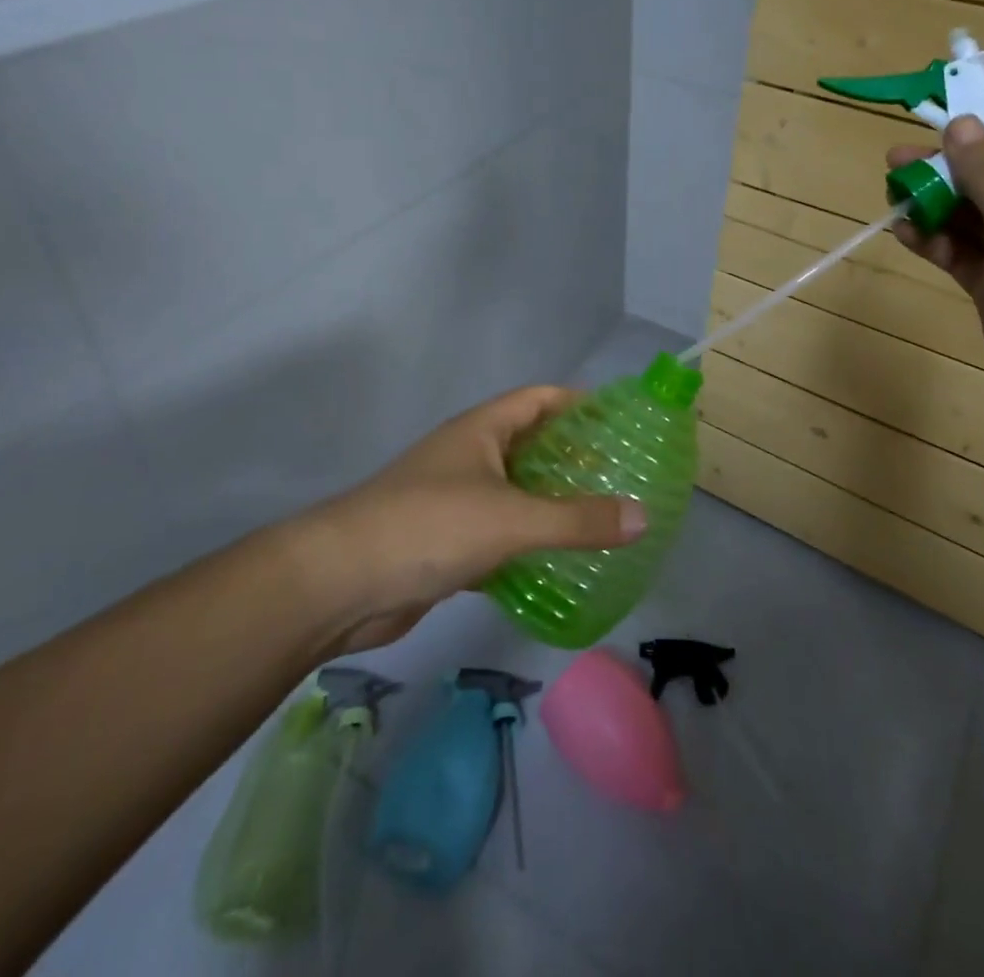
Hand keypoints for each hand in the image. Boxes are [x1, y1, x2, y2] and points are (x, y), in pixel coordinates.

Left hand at [292, 385, 644, 649]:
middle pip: (530, 445)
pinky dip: (527, 543)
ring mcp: (455, 499)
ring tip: (602, 516)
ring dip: (551, 502)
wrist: (339, 584)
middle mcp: (469, 456)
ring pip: (515, 493)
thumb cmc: (428, 527)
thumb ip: (578, 519)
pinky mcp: (445, 543)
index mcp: (481, 430)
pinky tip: (559, 562)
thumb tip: (644, 518)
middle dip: (573, 457)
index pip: (539, 399)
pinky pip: (499, 534)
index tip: (620, 419)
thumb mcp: (512, 519)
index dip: (578, 402)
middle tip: (622, 475)